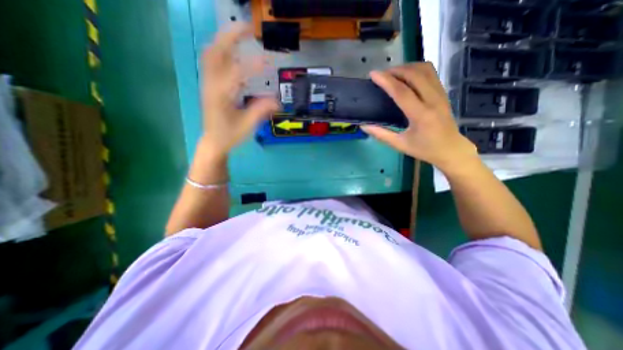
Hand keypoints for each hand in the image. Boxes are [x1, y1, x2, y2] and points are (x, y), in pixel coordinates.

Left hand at [199, 25, 279, 158]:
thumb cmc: (230, 135)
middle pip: (215, 52)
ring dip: (226, 41)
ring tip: (242, 34)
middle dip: (231, 36)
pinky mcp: (210, 84)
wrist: (214, 141)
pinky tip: (236, 53)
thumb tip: (278, 102)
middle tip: (249, 29)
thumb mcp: (247, 126)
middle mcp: (211, 85)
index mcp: (220, 96)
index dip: (253, 66)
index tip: (269, 61)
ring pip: (211, 53)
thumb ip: (261, 112)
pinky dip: (224, 52)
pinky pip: (214, 61)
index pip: (236, 73)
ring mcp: (208, 82)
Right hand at [360, 62, 477, 172]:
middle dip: (396, 70)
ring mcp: (440, 94)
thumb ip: (381, 134)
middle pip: (414, 75)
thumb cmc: (424, 149)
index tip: (373, 75)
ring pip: (425, 69)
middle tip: (381, 75)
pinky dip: (417, 70)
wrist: (450, 149)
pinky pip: (431, 73)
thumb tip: (364, 126)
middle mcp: (433, 100)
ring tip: (393, 74)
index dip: (386, 81)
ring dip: (407, 67)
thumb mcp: (399, 144)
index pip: (401, 92)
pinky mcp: (443, 93)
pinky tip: (407, 76)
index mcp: (420, 115)